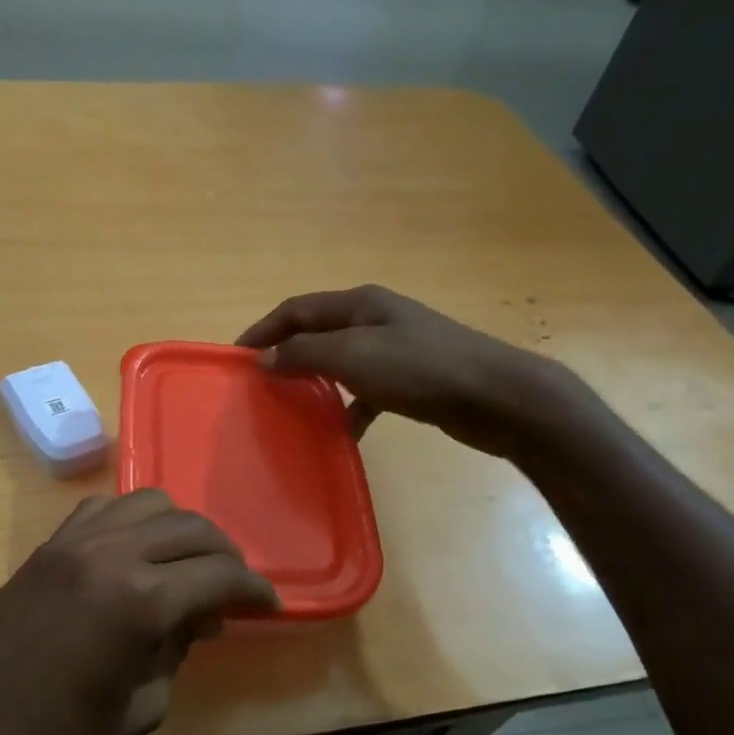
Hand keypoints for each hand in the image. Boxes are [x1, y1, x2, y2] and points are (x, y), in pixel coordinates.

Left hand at [0, 490, 278, 734]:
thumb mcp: (138, 707)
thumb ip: (175, 652)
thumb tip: (196, 621)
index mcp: (140, 600)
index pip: (219, 573)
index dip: (253, 587)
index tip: (268, 604)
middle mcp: (110, 553)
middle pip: (190, 527)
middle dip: (224, 553)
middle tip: (233, 587)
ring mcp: (73, 542)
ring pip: (148, 503)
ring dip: (179, 529)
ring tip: (185, 565)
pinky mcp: (46, 545)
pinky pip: (103, 510)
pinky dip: (132, 523)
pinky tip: (134, 555)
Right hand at [236, 284, 586, 459]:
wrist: (497, 396)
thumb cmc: (420, 369)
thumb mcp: (353, 356)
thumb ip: (304, 354)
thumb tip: (264, 358)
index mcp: (359, 303)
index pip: (297, 309)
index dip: (263, 329)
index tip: (236, 356)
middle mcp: (376, 319)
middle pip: (318, 332)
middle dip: (286, 353)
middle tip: (260, 382)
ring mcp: (397, 348)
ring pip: (341, 362)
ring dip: (315, 381)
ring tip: (292, 406)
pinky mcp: (412, 379)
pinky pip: (367, 390)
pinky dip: (349, 407)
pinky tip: (342, 431)